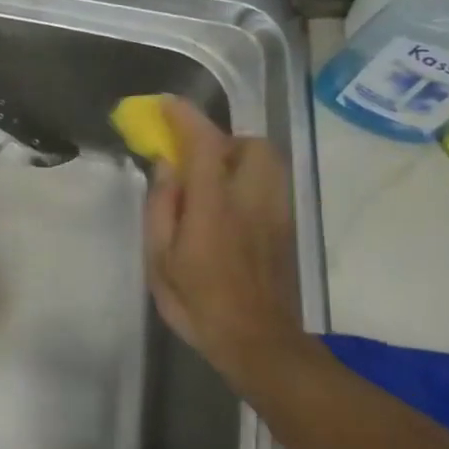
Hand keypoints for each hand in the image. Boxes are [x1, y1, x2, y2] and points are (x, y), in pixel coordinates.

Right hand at [143, 99, 312, 398]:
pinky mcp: (288, 226)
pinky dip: (250, 178)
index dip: (184, 117)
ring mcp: (277, 211)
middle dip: (221, 140)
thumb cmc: (199, 304)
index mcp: (215, 206)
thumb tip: (166, 165)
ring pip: (268, 161)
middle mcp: (252, 199)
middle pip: (250, 144)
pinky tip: (231, 206)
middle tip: (194, 161)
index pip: (205, 143)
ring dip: (239, 157)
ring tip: (213, 182)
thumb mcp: (160, 261)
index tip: (165, 105)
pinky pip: (272, 183)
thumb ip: (161, 207)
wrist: (260, 343)